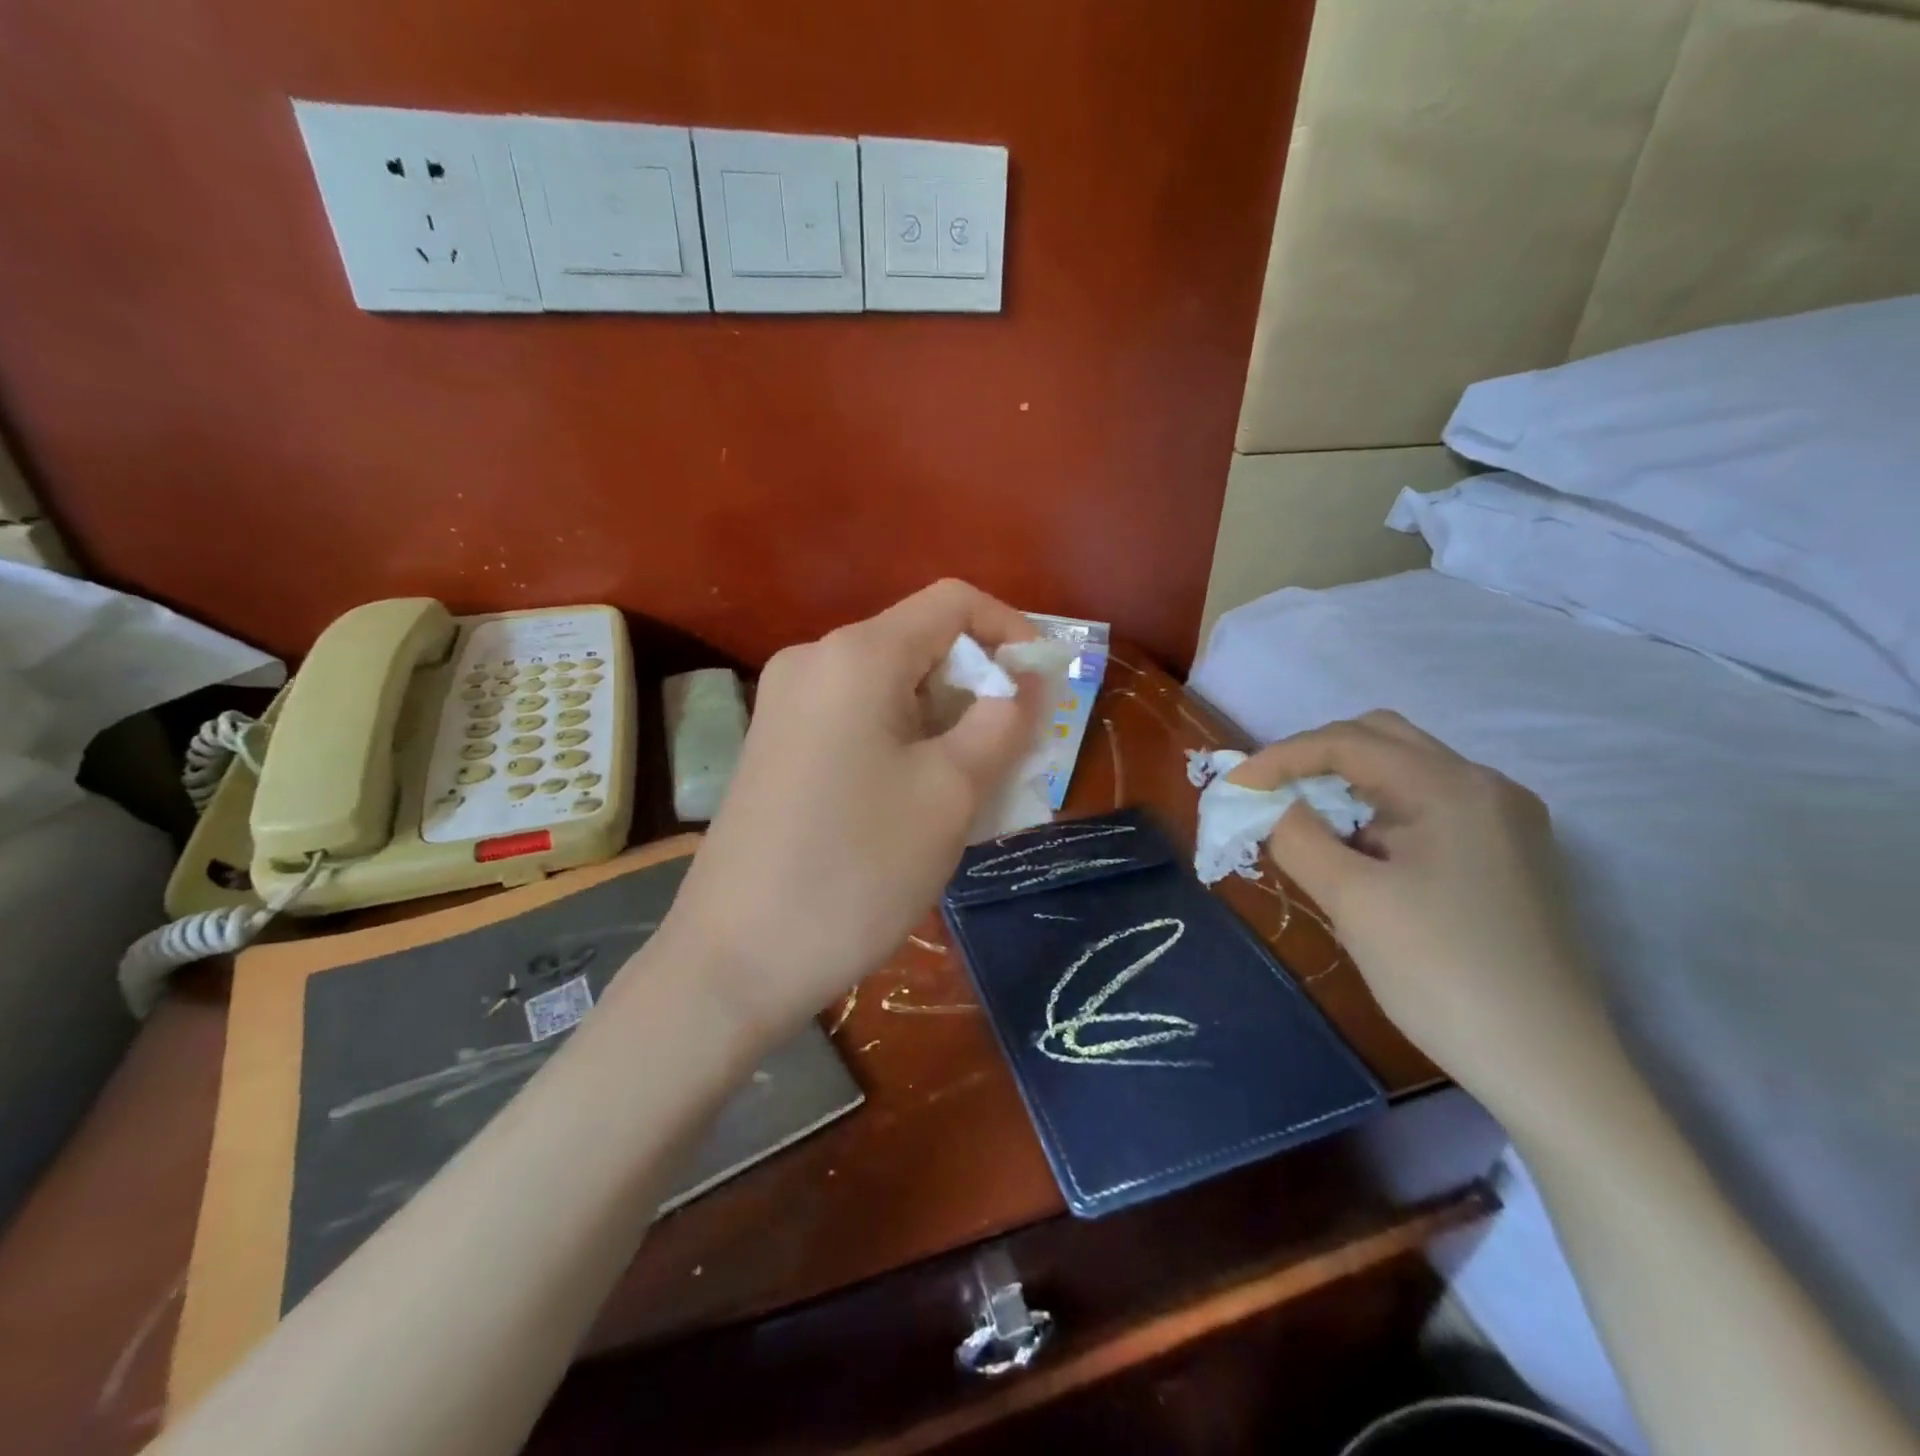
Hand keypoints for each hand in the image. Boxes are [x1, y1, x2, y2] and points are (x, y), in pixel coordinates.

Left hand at [660, 580, 1040, 1037]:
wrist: (734, 960)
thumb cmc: (856, 869)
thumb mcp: (951, 793)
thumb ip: (1002, 722)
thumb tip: (1026, 682)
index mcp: (857, 655)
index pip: (953, 602)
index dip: (1012, 632)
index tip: (1045, 690)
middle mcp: (814, 662)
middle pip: (921, 647)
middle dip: (980, 691)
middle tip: (1017, 758)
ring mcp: (785, 705)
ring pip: (892, 691)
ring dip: (946, 726)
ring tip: (978, 792)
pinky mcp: (775, 747)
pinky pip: (858, 723)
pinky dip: (905, 745)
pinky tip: (921, 804)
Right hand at [1231, 712, 1615, 1114]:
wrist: (1549, 1066)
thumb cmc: (1442, 973)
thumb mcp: (1352, 901)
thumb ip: (1298, 838)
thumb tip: (1275, 809)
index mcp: (1452, 787)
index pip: (1348, 742)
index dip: (1280, 757)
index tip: (1234, 788)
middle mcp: (1487, 787)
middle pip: (1383, 740)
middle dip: (1317, 759)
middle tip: (1271, 795)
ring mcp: (1507, 822)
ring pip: (1408, 773)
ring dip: (1349, 787)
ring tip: (1308, 827)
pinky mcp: (1511, 856)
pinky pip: (1430, 808)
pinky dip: (1381, 815)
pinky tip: (1362, 856)